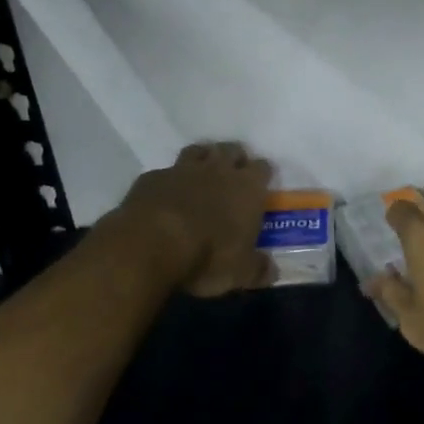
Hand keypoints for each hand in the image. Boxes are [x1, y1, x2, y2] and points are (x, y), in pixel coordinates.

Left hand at [115, 142, 275, 296]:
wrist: (152, 244)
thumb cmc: (207, 256)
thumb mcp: (240, 273)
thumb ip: (258, 269)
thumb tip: (271, 272)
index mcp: (247, 188)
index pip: (262, 168)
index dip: (261, 175)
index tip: (259, 186)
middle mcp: (218, 170)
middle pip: (232, 150)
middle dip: (234, 159)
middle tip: (232, 176)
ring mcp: (183, 170)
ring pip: (199, 151)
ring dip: (203, 159)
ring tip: (201, 175)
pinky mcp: (153, 177)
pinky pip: (166, 171)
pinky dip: (170, 180)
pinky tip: (166, 194)